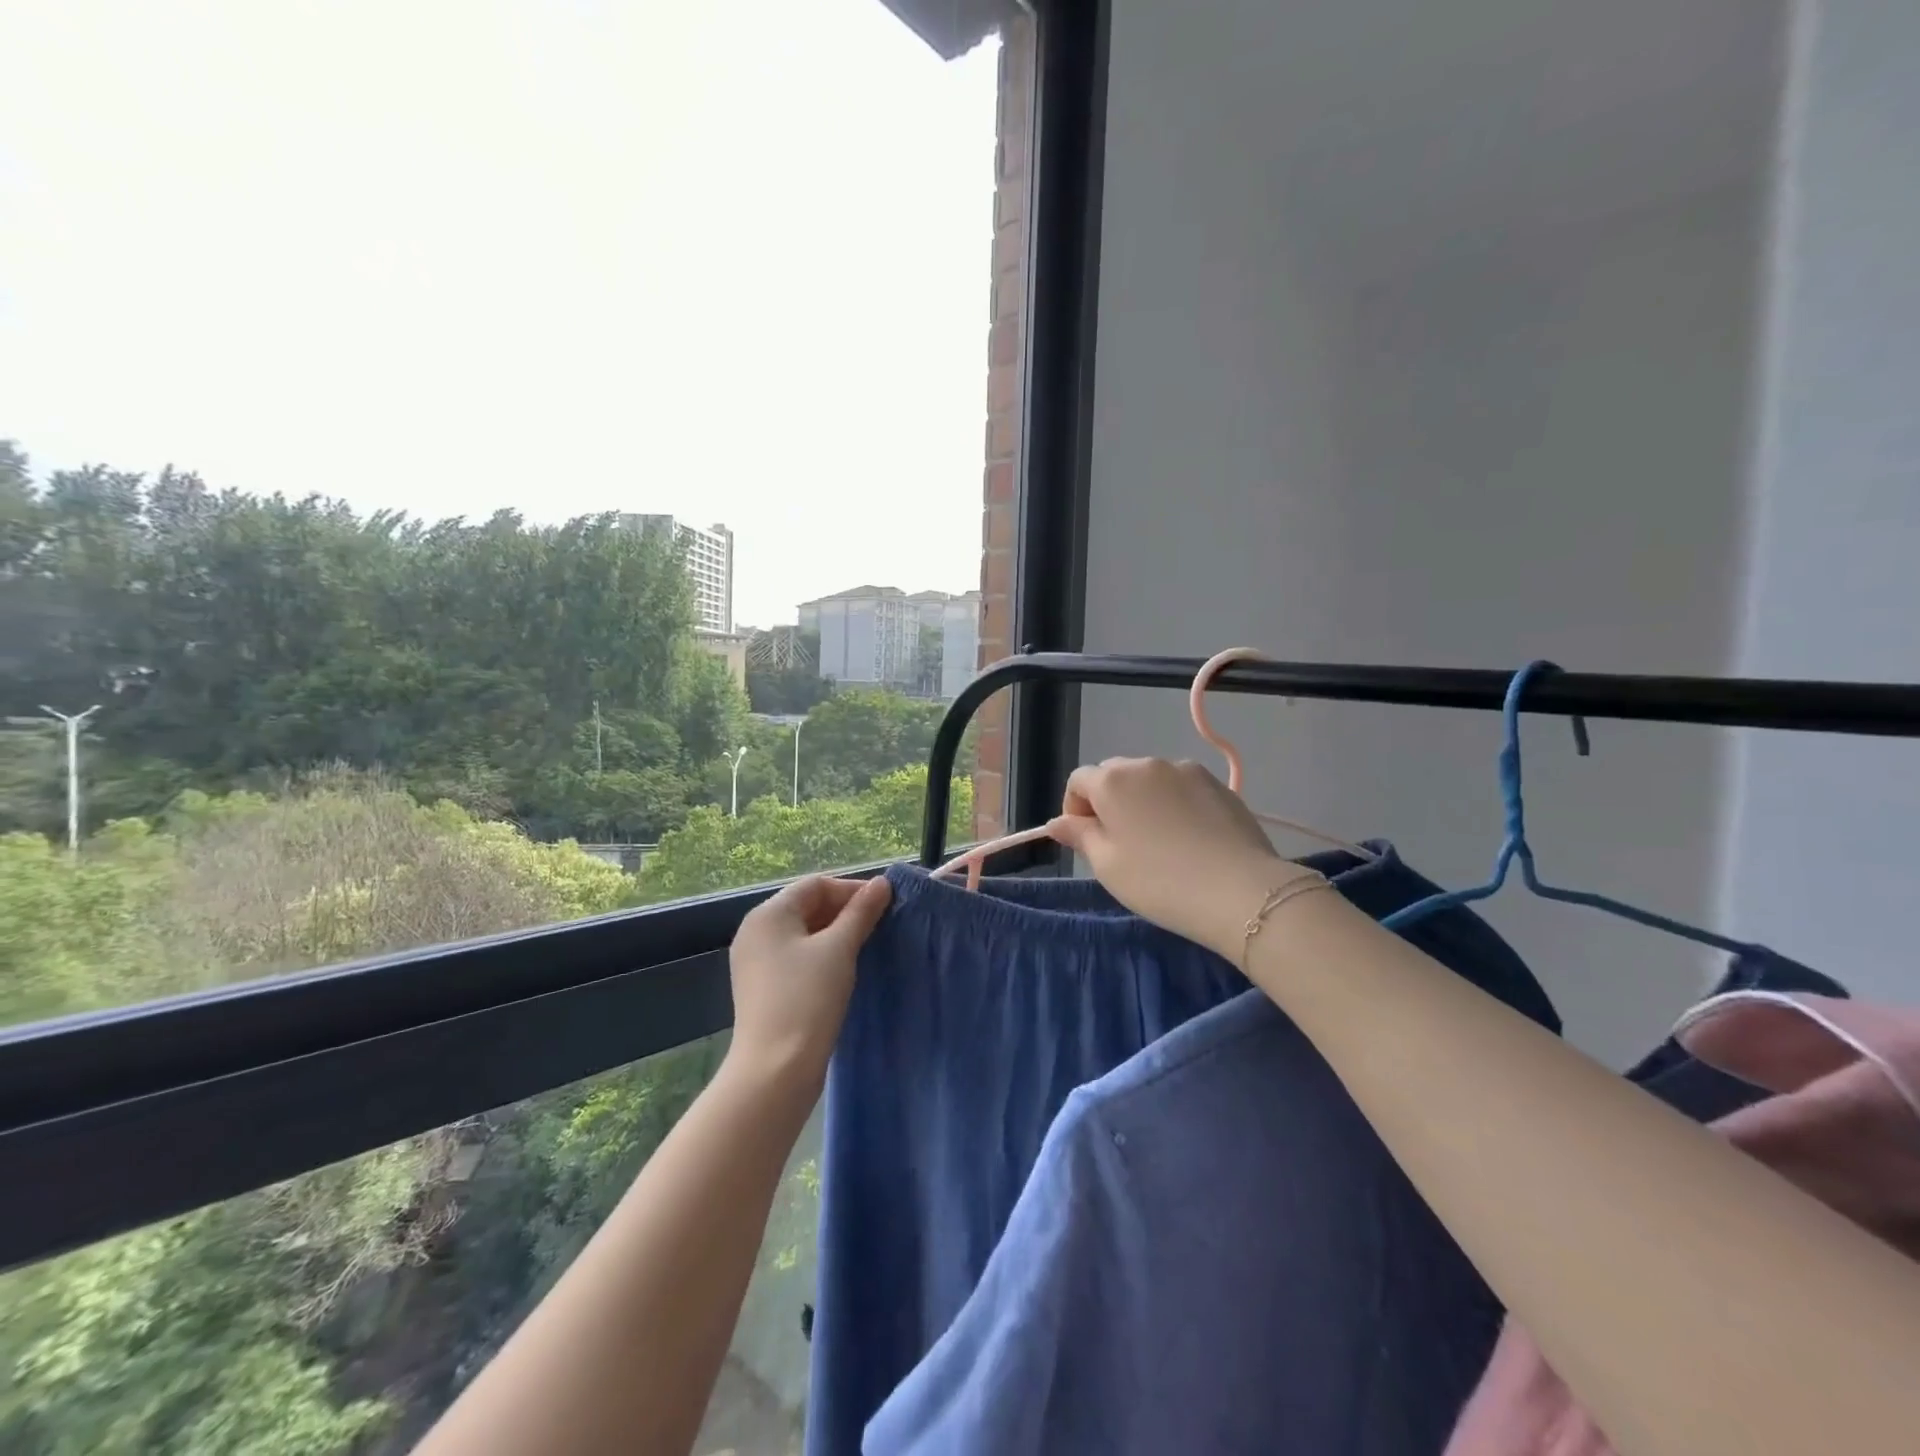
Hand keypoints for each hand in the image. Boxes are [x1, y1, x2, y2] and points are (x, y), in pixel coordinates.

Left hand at [725, 875, 891, 1092]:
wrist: (775, 1070)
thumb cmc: (808, 999)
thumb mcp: (840, 949)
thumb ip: (861, 912)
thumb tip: (881, 883)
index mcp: (768, 914)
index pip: (816, 885)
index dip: (852, 889)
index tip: (885, 905)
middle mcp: (755, 931)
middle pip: (807, 906)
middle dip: (845, 911)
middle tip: (880, 926)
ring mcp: (755, 961)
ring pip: (803, 933)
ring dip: (836, 934)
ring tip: (867, 946)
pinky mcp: (762, 988)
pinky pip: (796, 957)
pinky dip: (821, 955)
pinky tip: (844, 970)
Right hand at [1049, 757, 1303, 959]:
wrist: (1240, 891)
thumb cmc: (1159, 881)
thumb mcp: (1107, 866)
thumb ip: (1079, 836)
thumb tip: (1058, 822)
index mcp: (1112, 780)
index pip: (1078, 780)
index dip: (1075, 808)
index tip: (1086, 840)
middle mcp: (1147, 764)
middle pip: (1114, 774)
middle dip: (1108, 801)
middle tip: (1120, 843)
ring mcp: (1187, 770)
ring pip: (1150, 779)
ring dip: (1143, 800)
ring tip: (1158, 841)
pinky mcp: (1218, 784)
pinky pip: (1182, 787)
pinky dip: (1174, 804)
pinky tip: (1188, 838)